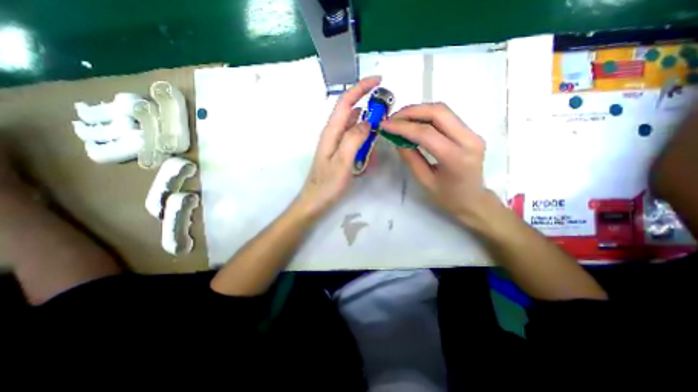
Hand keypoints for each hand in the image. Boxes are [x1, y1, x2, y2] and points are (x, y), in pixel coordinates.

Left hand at [293, 75, 379, 218]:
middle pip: (350, 111)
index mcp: (331, 132)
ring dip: (367, 122)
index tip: (378, 81)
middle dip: (367, 105)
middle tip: (385, 110)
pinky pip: (353, 139)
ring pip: (353, 126)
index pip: (346, 102)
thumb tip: (366, 122)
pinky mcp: (339, 152)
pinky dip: (363, 138)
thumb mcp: (342, 161)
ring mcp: (336, 143)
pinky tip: (370, 145)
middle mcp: (333, 134)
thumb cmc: (328, 184)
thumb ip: (353, 139)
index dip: (360, 88)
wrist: (315, 201)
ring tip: (380, 127)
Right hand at [380, 100, 492, 223]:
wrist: (473, 200)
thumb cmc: (447, 197)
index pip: (426, 133)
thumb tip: (396, 139)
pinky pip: (446, 117)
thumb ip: (410, 158)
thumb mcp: (424, 181)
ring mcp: (473, 133)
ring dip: (418, 111)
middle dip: (411, 112)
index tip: (384, 125)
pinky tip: (414, 123)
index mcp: (456, 158)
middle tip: (392, 119)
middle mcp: (469, 140)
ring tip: (400, 119)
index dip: (403, 126)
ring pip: (443, 111)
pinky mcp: (470, 132)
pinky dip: (427, 116)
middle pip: (438, 112)